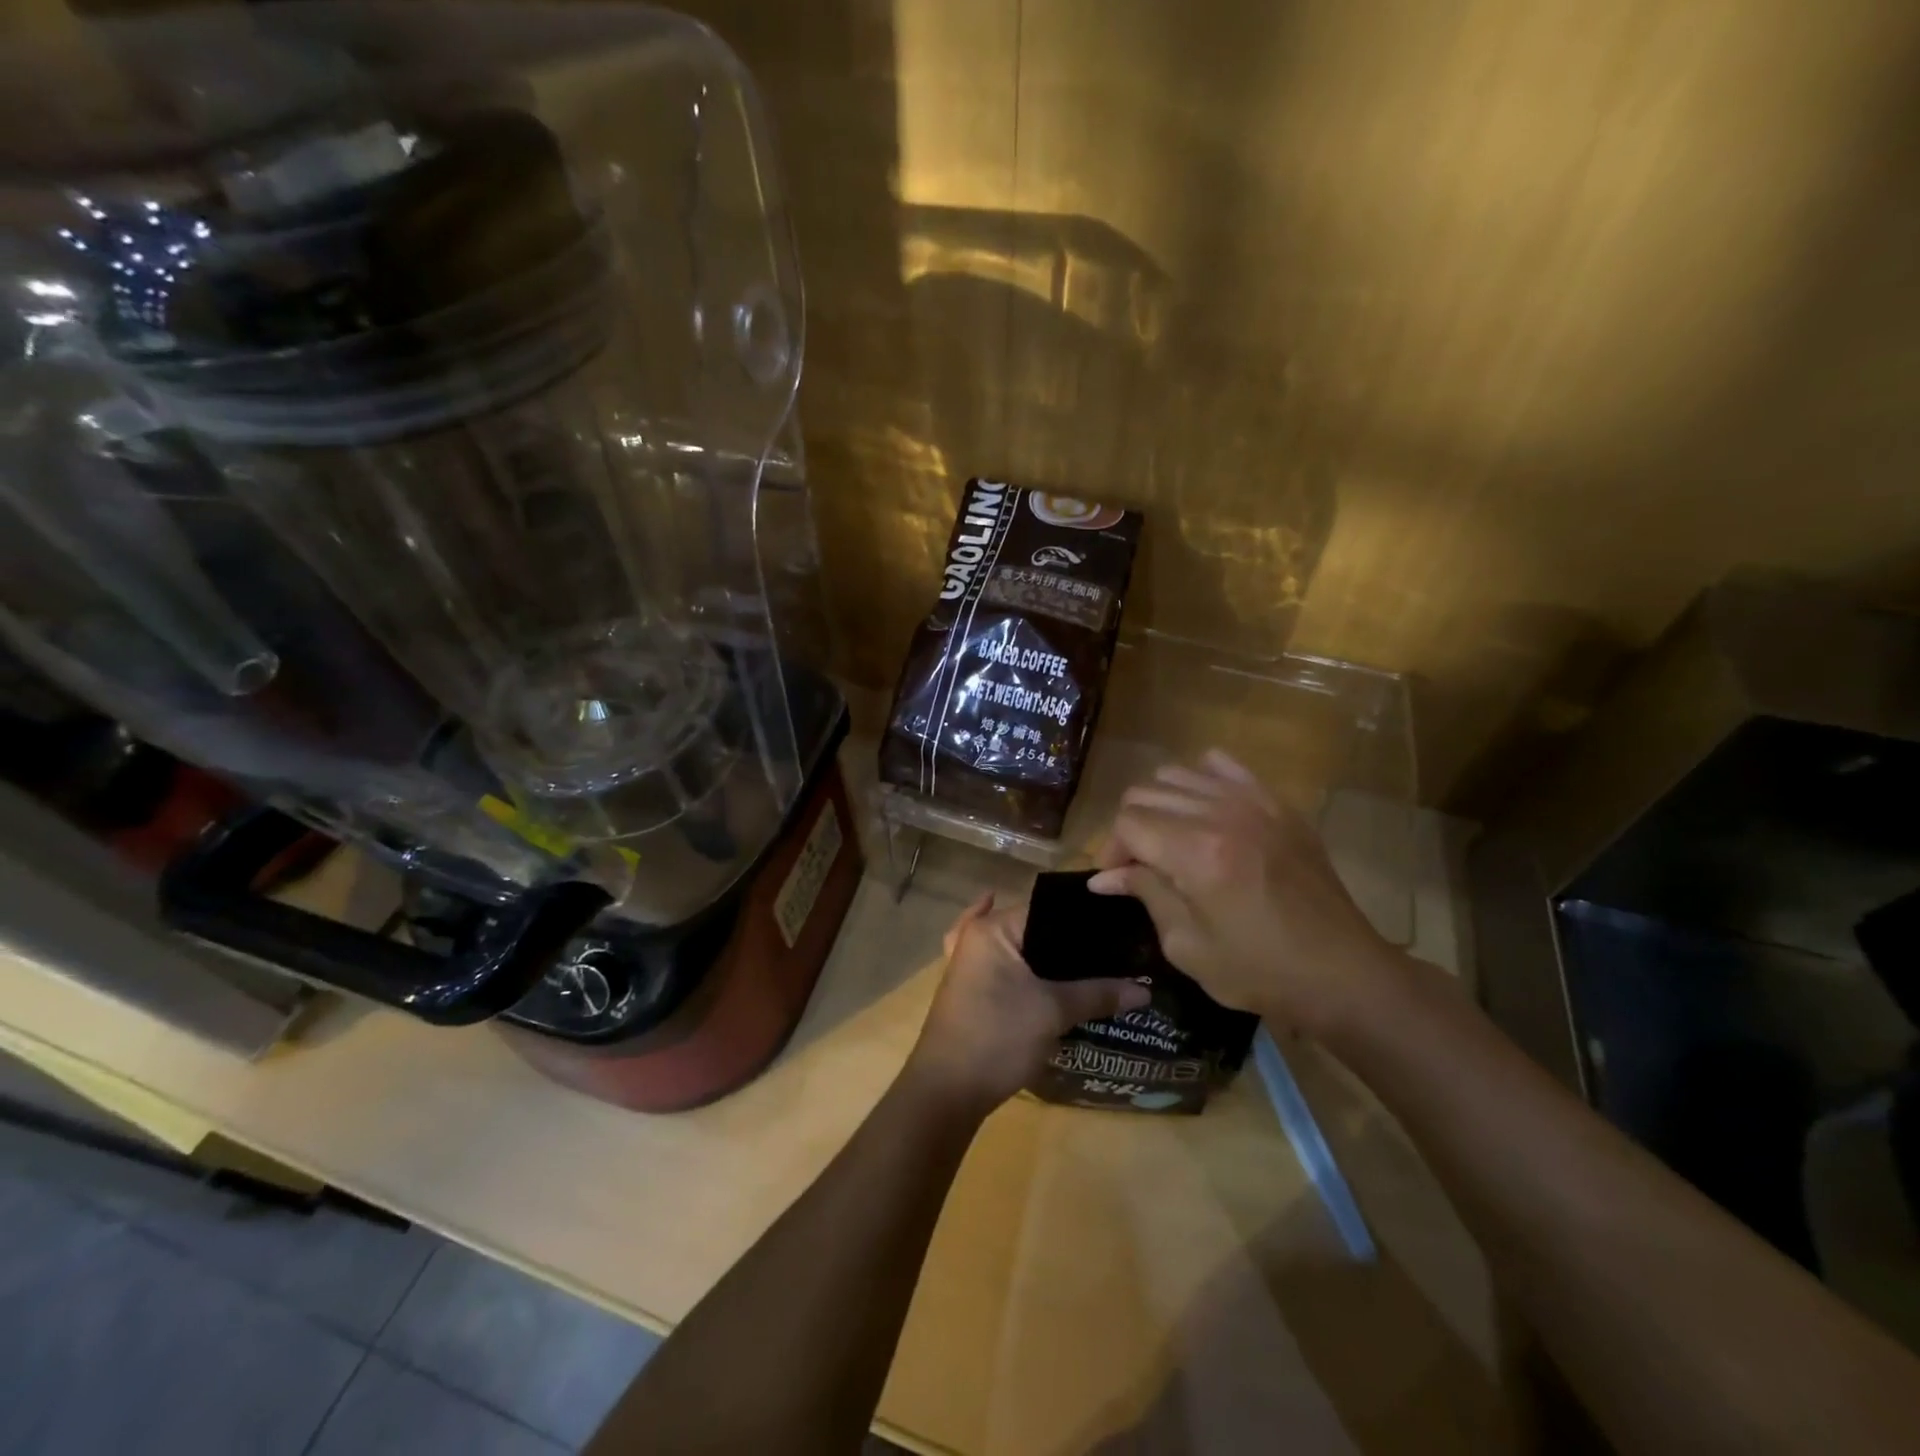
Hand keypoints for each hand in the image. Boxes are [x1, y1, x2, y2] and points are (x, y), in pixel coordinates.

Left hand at [904, 892, 1149, 1112]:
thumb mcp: (1052, 1012)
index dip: (1085, 921)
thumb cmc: (998, 1036)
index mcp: (993, 929)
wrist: (948, 1090)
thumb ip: (1097, 993)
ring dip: (1052, 959)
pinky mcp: (973, 991)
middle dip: (1072, 943)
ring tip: (1097, 963)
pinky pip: (1006, 969)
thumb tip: (1144, 989)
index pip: (1048, 909)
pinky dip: (1025, 967)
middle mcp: (978, 938)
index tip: (1121, 929)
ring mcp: (970, 964)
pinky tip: (1042, 965)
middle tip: (1117, 951)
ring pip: (1021, 950)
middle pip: (1035, 930)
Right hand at [1086, 750, 1394, 1034]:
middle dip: (1130, 827)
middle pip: (1147, 792)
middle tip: (1138, 864)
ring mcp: (1254, 802)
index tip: (1117, 879)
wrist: (1342, 973)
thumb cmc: (1260, 971)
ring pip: (1178, 774)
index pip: (1128, 823)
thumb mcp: (1188, 945)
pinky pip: (1223, 766)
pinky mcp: (1278, 804)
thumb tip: (1104, 877)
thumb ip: (1145, 894)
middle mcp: (1221, 814)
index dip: (1111, 849)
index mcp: (1196, 853)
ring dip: (1160, 804)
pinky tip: (1202, 811)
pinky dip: (1200, 780)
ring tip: (1168, 839)